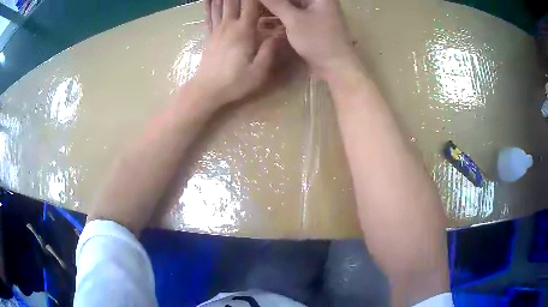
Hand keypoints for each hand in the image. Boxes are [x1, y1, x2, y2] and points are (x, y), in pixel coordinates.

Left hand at [188, 0, 284, 109]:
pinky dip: (208, 4)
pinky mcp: (209, 35)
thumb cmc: (234, 82)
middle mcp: (229, 24)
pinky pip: (208, 15)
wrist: (206, 90)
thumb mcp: (258, 71)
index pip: (252, 3)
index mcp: (243, 30)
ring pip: (219, 4)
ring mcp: (217, 29)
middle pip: (233, 0)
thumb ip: (270, 49)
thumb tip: (282, 31)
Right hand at [259, 0, 359, 78]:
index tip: (257, 1)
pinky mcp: (311, 25)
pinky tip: (264, 23)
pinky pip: (292, 17)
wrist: (337, 67)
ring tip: (254, 13)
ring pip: (290, 6)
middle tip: (253, 5)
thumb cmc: (318, 40)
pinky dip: (280, 19)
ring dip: (273, 10)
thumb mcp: (294, 19)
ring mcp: (315, 13)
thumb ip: (275, 3)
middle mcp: (318, 2)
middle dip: (272, 3)